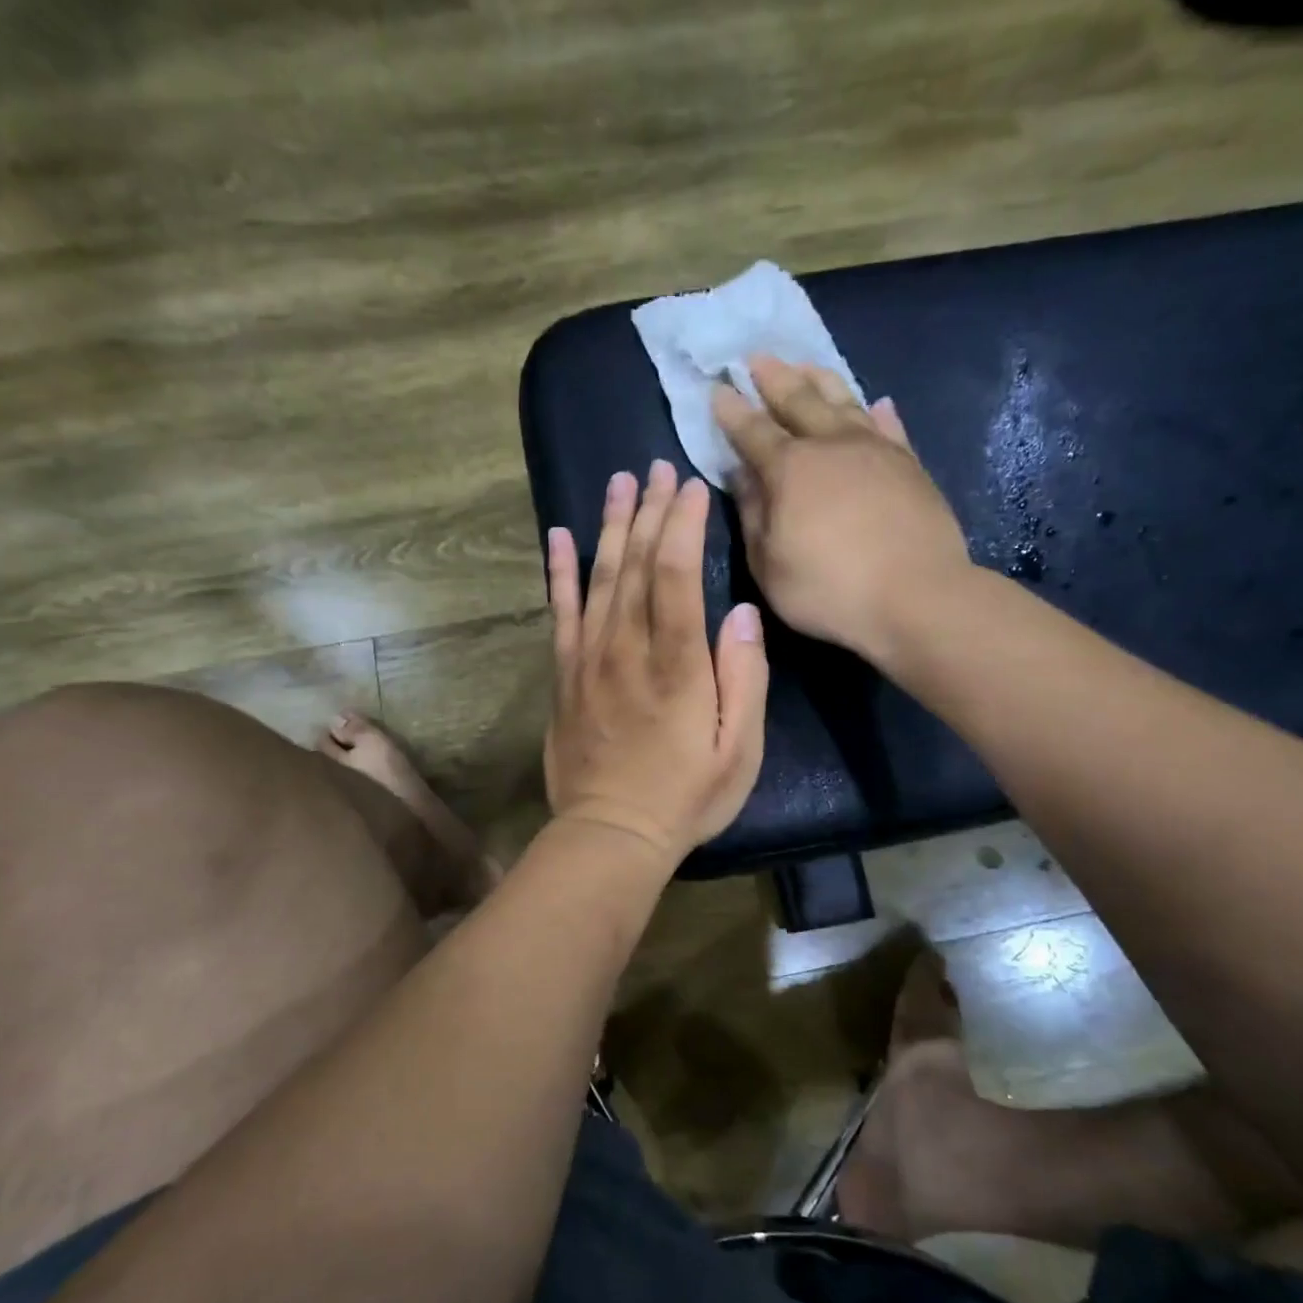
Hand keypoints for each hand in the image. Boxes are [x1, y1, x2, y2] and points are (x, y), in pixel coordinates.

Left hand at [544, 461, 769, 858]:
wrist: (611, 835)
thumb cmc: (685, 797)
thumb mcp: (739, 749)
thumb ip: (744, 678)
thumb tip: (740, 612)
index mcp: (676, 664)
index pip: (675, 574)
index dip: (682, 524)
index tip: (691, 487)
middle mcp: (627, 649)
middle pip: (634, 564)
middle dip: (648, 511)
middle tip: (656, 467)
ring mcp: (588, 660)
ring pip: (597, 578)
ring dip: (609, 526)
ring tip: (617, 482)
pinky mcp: (564, 676)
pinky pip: (559, 612)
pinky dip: (559, 572)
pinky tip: (559, 536)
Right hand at [714, 355, 970, 659]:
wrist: (916, 597)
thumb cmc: (829, 589)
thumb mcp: (768, 564)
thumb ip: (752, 515)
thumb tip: (741, 474)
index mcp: (789, 469)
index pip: (752, 431)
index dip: (732, 410)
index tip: (717, 389)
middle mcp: (831, 445)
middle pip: (798, 399)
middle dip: (773, 377)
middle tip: (756, 358)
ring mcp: (875, 450)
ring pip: (844, 400)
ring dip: (820, 379)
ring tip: (804, 364)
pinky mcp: (909, 464)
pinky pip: (889, 426)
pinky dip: (876, 412)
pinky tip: (874, 403)